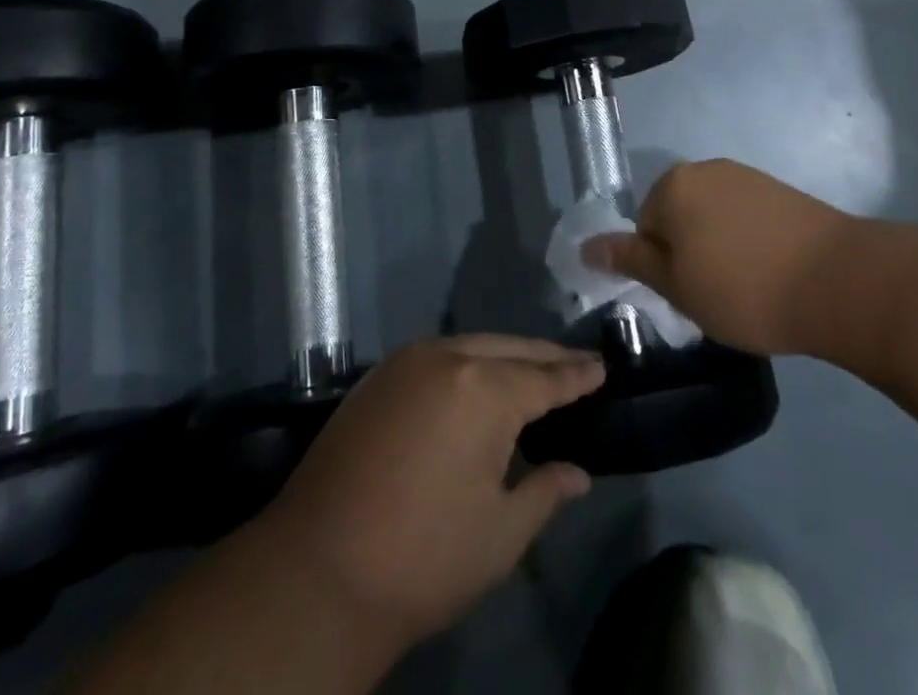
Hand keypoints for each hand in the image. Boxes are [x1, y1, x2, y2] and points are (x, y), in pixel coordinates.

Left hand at [259, 336, 604, 652]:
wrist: (316, 571)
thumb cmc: (422, 558)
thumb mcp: (500, 535)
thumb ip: (544, 492)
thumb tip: (578, 473)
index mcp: (484, 390)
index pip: (545, 377)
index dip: (576, 375)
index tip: (601, 366)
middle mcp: (446, 358)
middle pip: (509, 349)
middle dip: (545, 357)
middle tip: (575, 365)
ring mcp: (406, 363)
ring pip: (471, 346)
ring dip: (506, 355)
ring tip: (533, 369)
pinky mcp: (377, 378)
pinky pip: (439, 356)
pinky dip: (468, 363)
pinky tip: (478, 382)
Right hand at [583, 159, 851, 354]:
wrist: (838, 281)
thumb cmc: (743, 288)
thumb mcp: (676, 285)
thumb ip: (630, 260)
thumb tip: (586, 247)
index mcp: (672, 185)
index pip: (644, 228)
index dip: (662, 268)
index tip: (689, 296)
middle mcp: (705, 168)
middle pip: (678, 217)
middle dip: (689, 254)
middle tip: (715, 295)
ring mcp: (746, 176)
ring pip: (713, 218)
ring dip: (719, 248)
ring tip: (747, 286)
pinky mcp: (781, 190)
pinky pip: (746, 217)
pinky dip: (749, 242)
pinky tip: (771, 270)